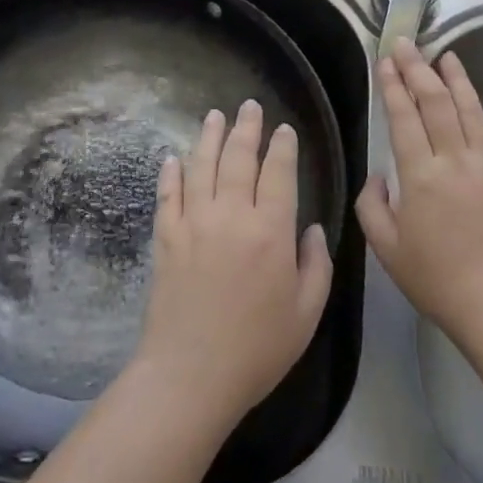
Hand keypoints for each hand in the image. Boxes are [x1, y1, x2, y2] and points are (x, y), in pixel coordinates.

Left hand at [132, 100, 332, 431]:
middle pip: (238, 158)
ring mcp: (193, 223)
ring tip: (215, 115)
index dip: (282, 147)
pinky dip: (172, 172)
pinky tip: (174, 157)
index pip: (278, 173)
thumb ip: (316, 265)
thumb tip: (310, 229)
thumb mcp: (306, 313)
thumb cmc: (257, 349)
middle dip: (246, 129)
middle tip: (249, 106)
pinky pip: (168, 194)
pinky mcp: (166, 238)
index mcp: (270, 231)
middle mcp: (231, 216)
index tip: (284, 129)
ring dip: (209, 137)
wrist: (191, 375)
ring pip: (201, 166)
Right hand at [357, 39, 482, 345]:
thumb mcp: (385, 247)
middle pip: (437, 104)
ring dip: (460, 82)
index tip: (385, 61)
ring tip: (448, 56)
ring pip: (473, 114)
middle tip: (408, 45)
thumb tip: (380, 176)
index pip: (404, 117)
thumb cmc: (433, 277)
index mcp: (420, 174)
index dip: (393, 86)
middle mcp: (455, 160)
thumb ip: (373, 205)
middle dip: (419, 70)